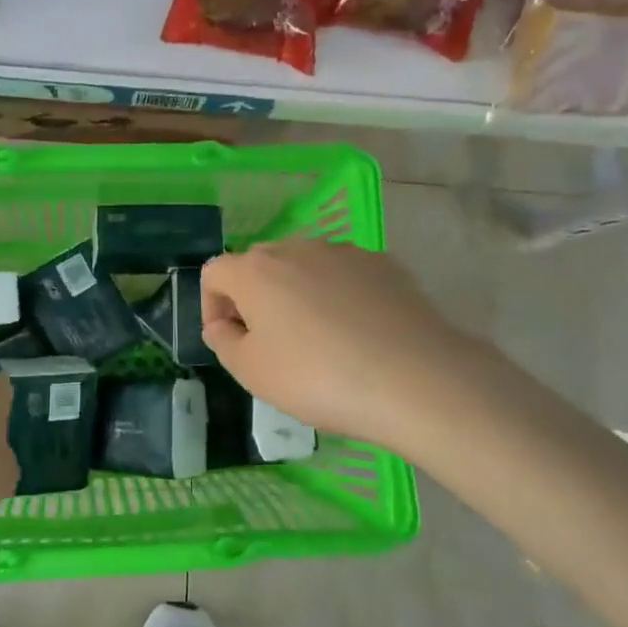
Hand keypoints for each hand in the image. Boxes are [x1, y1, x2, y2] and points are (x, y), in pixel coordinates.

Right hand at [201, 239, 490, 455]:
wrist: (416, 379)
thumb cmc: (319, 378)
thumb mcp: (252, 374)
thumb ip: (223, 342)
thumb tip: (223, 324)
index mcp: (255, 270)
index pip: (214, 272)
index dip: (212, 306)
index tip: (230, 340)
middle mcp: (296, 247)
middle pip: (259, 264)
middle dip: (254, 298)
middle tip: (270, 344)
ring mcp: (344, 252)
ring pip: (304, 266)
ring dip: (297, 294)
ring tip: (319, 340)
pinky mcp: (384, 264)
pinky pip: (345, 275)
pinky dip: (339, 296)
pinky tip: (358, 333)